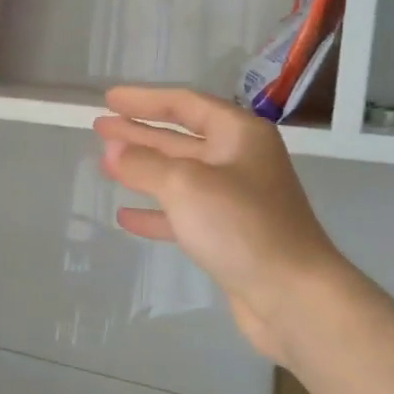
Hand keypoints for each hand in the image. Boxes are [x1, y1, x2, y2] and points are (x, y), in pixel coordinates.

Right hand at [94, 87, 345, 363]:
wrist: (292, 295)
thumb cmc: (241, 226)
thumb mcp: (185, 185)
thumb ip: (144, 164)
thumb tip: (112, 150)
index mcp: (238, 135)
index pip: (184, 104)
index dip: (144, 99)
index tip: (109, 98)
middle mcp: (239, 160)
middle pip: (180, 138)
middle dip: (140, 132)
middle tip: (101, 127)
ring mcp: (235, 200)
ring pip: (179, 176)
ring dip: (143, 170)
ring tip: (104, 165)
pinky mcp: (229, 235)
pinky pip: (184, 214)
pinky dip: (156, 213)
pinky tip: (126, 216)